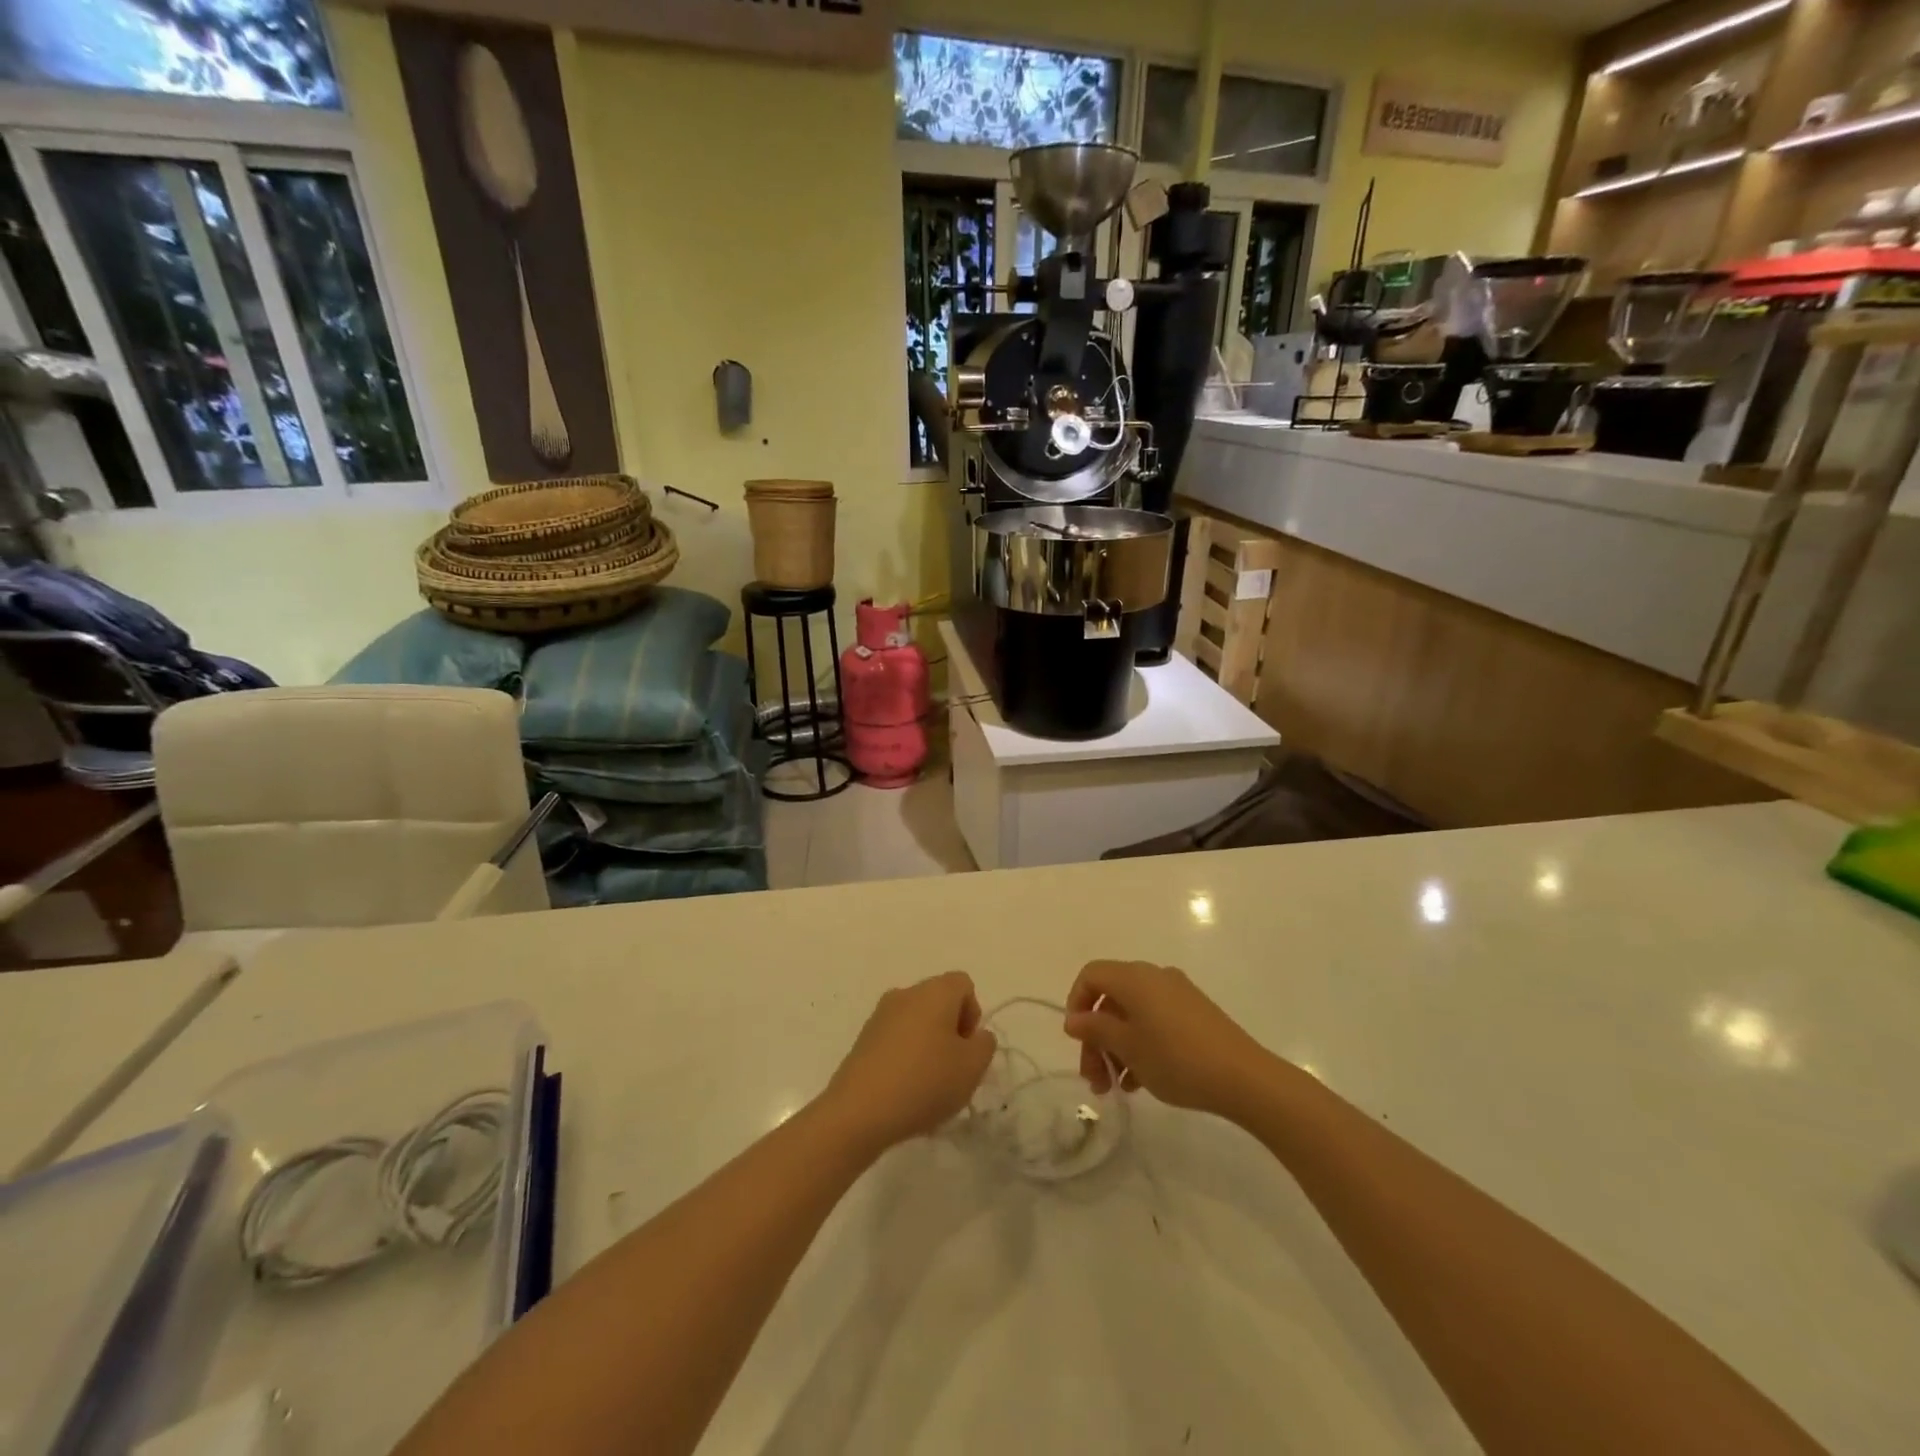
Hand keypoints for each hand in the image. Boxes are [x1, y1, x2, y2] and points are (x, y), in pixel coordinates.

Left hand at [823, 972, 997, 1153]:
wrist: (859, 1111)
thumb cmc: (925, 1082)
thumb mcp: (972, 1067)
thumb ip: (984, 1045)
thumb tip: (975, 1035)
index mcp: (934, 991)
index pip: (963, 985)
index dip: (973, 1014)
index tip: (967, 1048)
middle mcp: (906, 994)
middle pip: (939, 1002)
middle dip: (951, 1032)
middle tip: (953, 1070)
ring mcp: (880, 1016)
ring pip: (917, 1022)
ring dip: (928, 1046)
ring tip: (928, 1086)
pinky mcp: (863, 1040)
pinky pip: (896, 1040)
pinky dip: (906, 1058)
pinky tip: (905, 1092)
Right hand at [1063, 960, 1271, 1116]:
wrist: (1243, 1078)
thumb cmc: (1176, 1059)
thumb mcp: (1128, 1047)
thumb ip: (1096, 1029)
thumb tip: (1074, 1019)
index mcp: (1134, 977)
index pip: (1091, 975)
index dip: (1076, 1003)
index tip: (1076, 1040)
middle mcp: (1153, 977)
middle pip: (1111, 998)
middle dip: (1096, 1036)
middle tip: (1093, 1078)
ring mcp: (1177, 993)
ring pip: (1132, 1013)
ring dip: (1116, 1046)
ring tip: (1115, 1086)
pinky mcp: (1194, 1013)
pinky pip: (1154, 1020)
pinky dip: (1140, 1043)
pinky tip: (1140, 1080)